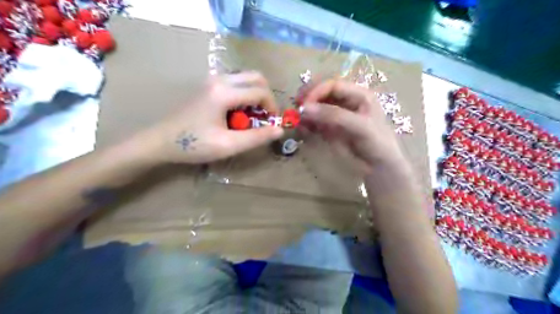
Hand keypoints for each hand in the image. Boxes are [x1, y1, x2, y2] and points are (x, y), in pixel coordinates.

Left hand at [136, 71, 284, 163]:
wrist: (160, 141)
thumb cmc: (193, 145)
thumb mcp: (228, 145)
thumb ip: (256, 137)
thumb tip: (280, 129)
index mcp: (224, 92)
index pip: (260, 91)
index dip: (272, 108)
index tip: (272, 124)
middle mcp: (219, 79)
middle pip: (256, 77)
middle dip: (266, 97)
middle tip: (264, 117)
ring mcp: (212, 80)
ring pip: (246, 79)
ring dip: (255, 96)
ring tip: (251, 118)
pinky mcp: (208, 86)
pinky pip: (235, 84)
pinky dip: (244, 96)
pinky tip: (237, 114)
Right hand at [298, 78, 407, 171]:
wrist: (378, 166)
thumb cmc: (375, 142)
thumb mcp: (359, 126)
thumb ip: (334, 115)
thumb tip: (304, 108)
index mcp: (358, 94)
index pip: (333, 85)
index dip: (317, 91)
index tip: (303, 103)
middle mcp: (346, 101)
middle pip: (323, 93)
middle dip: (308, 98)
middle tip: (296, 107)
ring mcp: (337, 115)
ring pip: (317, 107)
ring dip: (306, 112)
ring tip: (296, 119)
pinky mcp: (330, 128)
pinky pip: (315, 121)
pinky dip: (307, 123)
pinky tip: (302, 127)